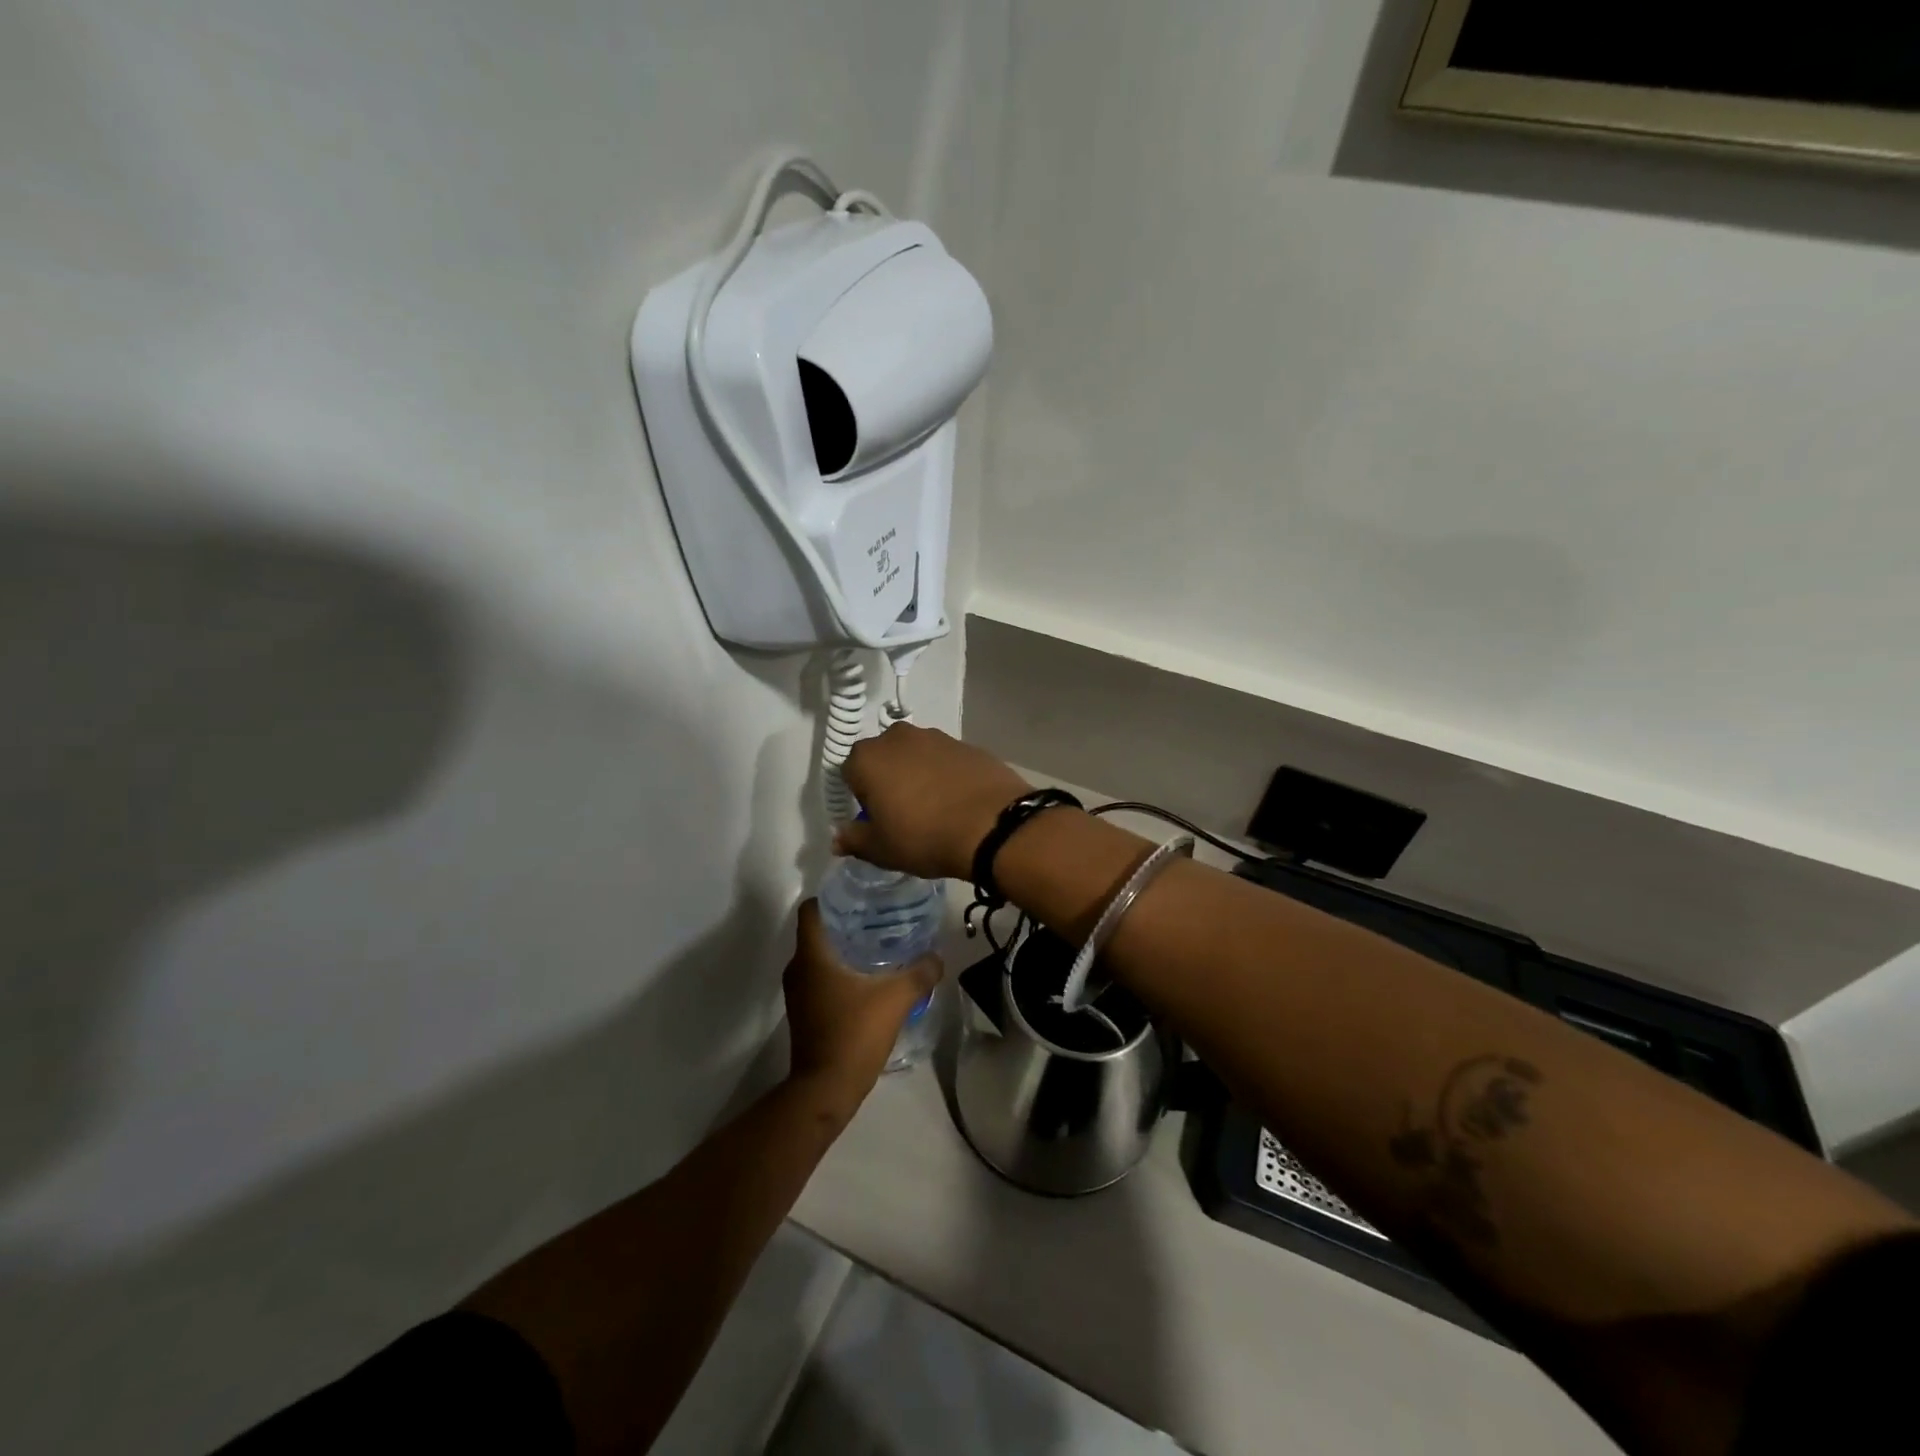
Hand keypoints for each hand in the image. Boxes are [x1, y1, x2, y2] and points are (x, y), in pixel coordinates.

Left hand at [784, 900, 940, 1121]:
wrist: (826, 1088)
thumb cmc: (854, 1033)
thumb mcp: (896, 998)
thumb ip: (920, 973)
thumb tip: (937, 956)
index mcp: (812, 956)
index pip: (811, 910)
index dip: (830, 897)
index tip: (857, 895)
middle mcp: (798, 969)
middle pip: (817, 932)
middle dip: (843, 922)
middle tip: (876, 917)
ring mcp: (798, 993)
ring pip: (818, 957)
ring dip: (841, 949)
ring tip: (876, 944)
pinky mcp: (804, 1012)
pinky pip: (819, 979)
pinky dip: (837, 972)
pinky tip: (866, 978)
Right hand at [834, 724, 1031, 880]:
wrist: (993, 824)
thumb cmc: (924, 836)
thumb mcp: (881, 849)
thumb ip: (854, 839)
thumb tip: (837, 838)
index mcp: (868, 758)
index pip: (849, 773)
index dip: (860, 798)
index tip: (876, 820)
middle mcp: (898, 737)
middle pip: (883, 758)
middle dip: (888, 780)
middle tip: (902, 813)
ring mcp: (936, 737)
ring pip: (915, 756)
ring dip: (918, 775)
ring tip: (934, 808)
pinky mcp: (967, 744)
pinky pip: (945, 760)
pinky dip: (946, 775)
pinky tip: (958, 801)